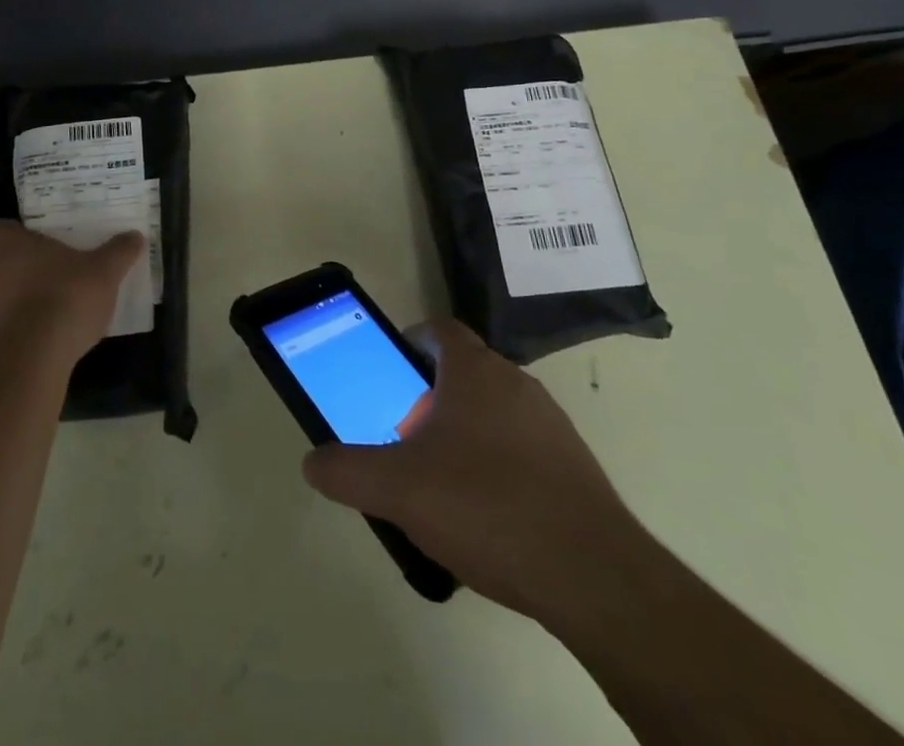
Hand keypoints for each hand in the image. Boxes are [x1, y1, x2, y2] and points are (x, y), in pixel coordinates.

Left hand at [0, 220, 142, 367]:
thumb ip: (119, 252)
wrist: (30, 357)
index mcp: (14, 246)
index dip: (12, 235)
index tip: (30, 244)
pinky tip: (16, 346)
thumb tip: (135, 236)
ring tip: (23, 314)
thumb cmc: (66, 299)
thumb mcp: (105, 272)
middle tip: (28, 276)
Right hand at [301, 319, 642, 625]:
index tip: (391, 371)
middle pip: (464, 370)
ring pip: (494, 409)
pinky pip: (522, 446)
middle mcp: (515, 382)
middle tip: (404, 433)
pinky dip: (498, 463)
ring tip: (440, 480)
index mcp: (474, 371)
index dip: (411, 341)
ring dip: (465, 430)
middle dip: (430, 393)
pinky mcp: (572, 464)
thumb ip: (347, 471)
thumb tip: (313, 462)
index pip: (440, 330)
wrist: (590, 573)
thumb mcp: (398, 489)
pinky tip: (485, 514)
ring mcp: (550, 423)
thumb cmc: (485, 505)